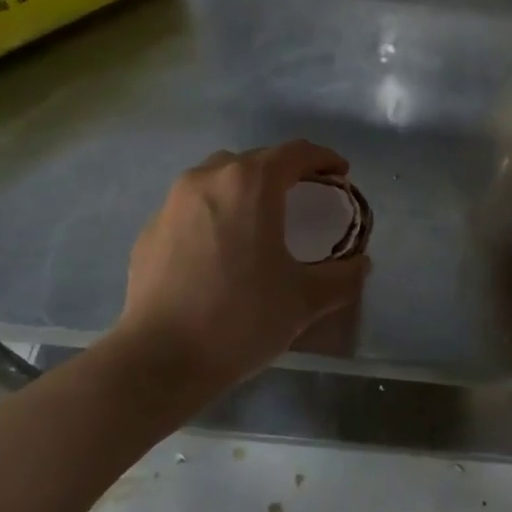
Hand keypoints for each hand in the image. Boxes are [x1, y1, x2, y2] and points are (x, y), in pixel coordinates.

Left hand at [114, 140, 370, 398]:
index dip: (324, 159)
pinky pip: (191, 207)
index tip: (340, 175)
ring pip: (217, 178)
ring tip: (260, 218)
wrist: (160, 359)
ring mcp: (171, 202)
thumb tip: (361, 265)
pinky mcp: (150, 230)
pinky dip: (214, 214)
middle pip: (254, 160)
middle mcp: (207, 179)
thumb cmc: (241, 319)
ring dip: (245, 188)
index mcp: (250, 184)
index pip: (295, 152)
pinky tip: (221, 250)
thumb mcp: (305, 300)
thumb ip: (342, 277)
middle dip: (284, 172)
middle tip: (305, 197)